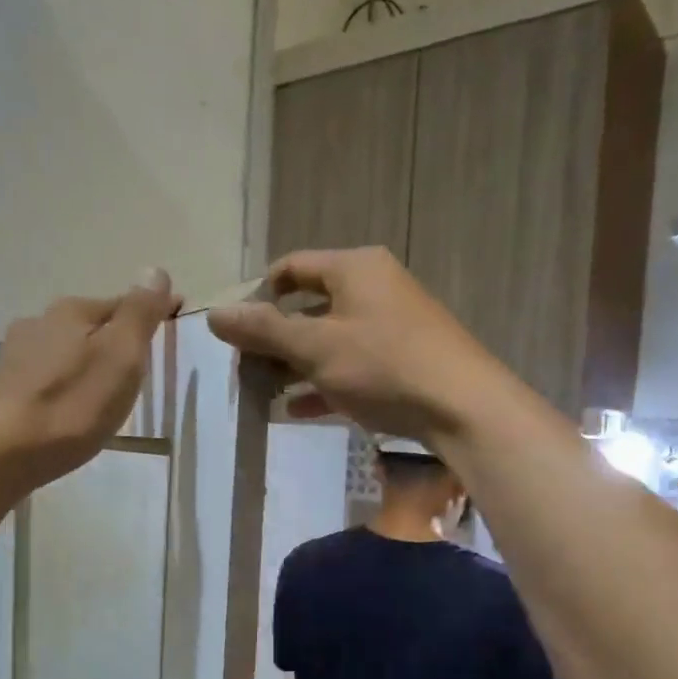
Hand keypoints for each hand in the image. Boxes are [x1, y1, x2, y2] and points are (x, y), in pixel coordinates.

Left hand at [0, 270, 180, 487]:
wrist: (5, 450)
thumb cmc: (74, 403)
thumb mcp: (121, 355)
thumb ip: (139, 313)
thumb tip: (155, 270)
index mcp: (73, 311)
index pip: (124, 303)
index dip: (152, 313)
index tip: (174, 327)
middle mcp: (40, 322)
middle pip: (92, 325)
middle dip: (117, 340)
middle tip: (143, 368)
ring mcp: (18, 354)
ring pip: (68, 350)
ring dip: (89, 362)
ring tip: (108, 391)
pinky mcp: (6, 388)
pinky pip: (50, 376)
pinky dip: (68, 384)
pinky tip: (73, 406)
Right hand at [206, 248, 505, 440]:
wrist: (464, 408)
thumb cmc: (384, 365)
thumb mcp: (316, 347)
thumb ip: (264, 330)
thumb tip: (213, 314)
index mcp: (354, 268)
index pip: (292, 267)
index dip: (258, 295)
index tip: (236, 331)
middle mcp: (375, 287)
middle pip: (310, 306)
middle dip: (275, 339)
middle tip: (246, 370)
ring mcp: (393, 326)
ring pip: (331, 340)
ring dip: (296, 366)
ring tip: (264, 394)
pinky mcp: (404, 361)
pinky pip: (354, 366)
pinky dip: (326, 384)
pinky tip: (300, 411)